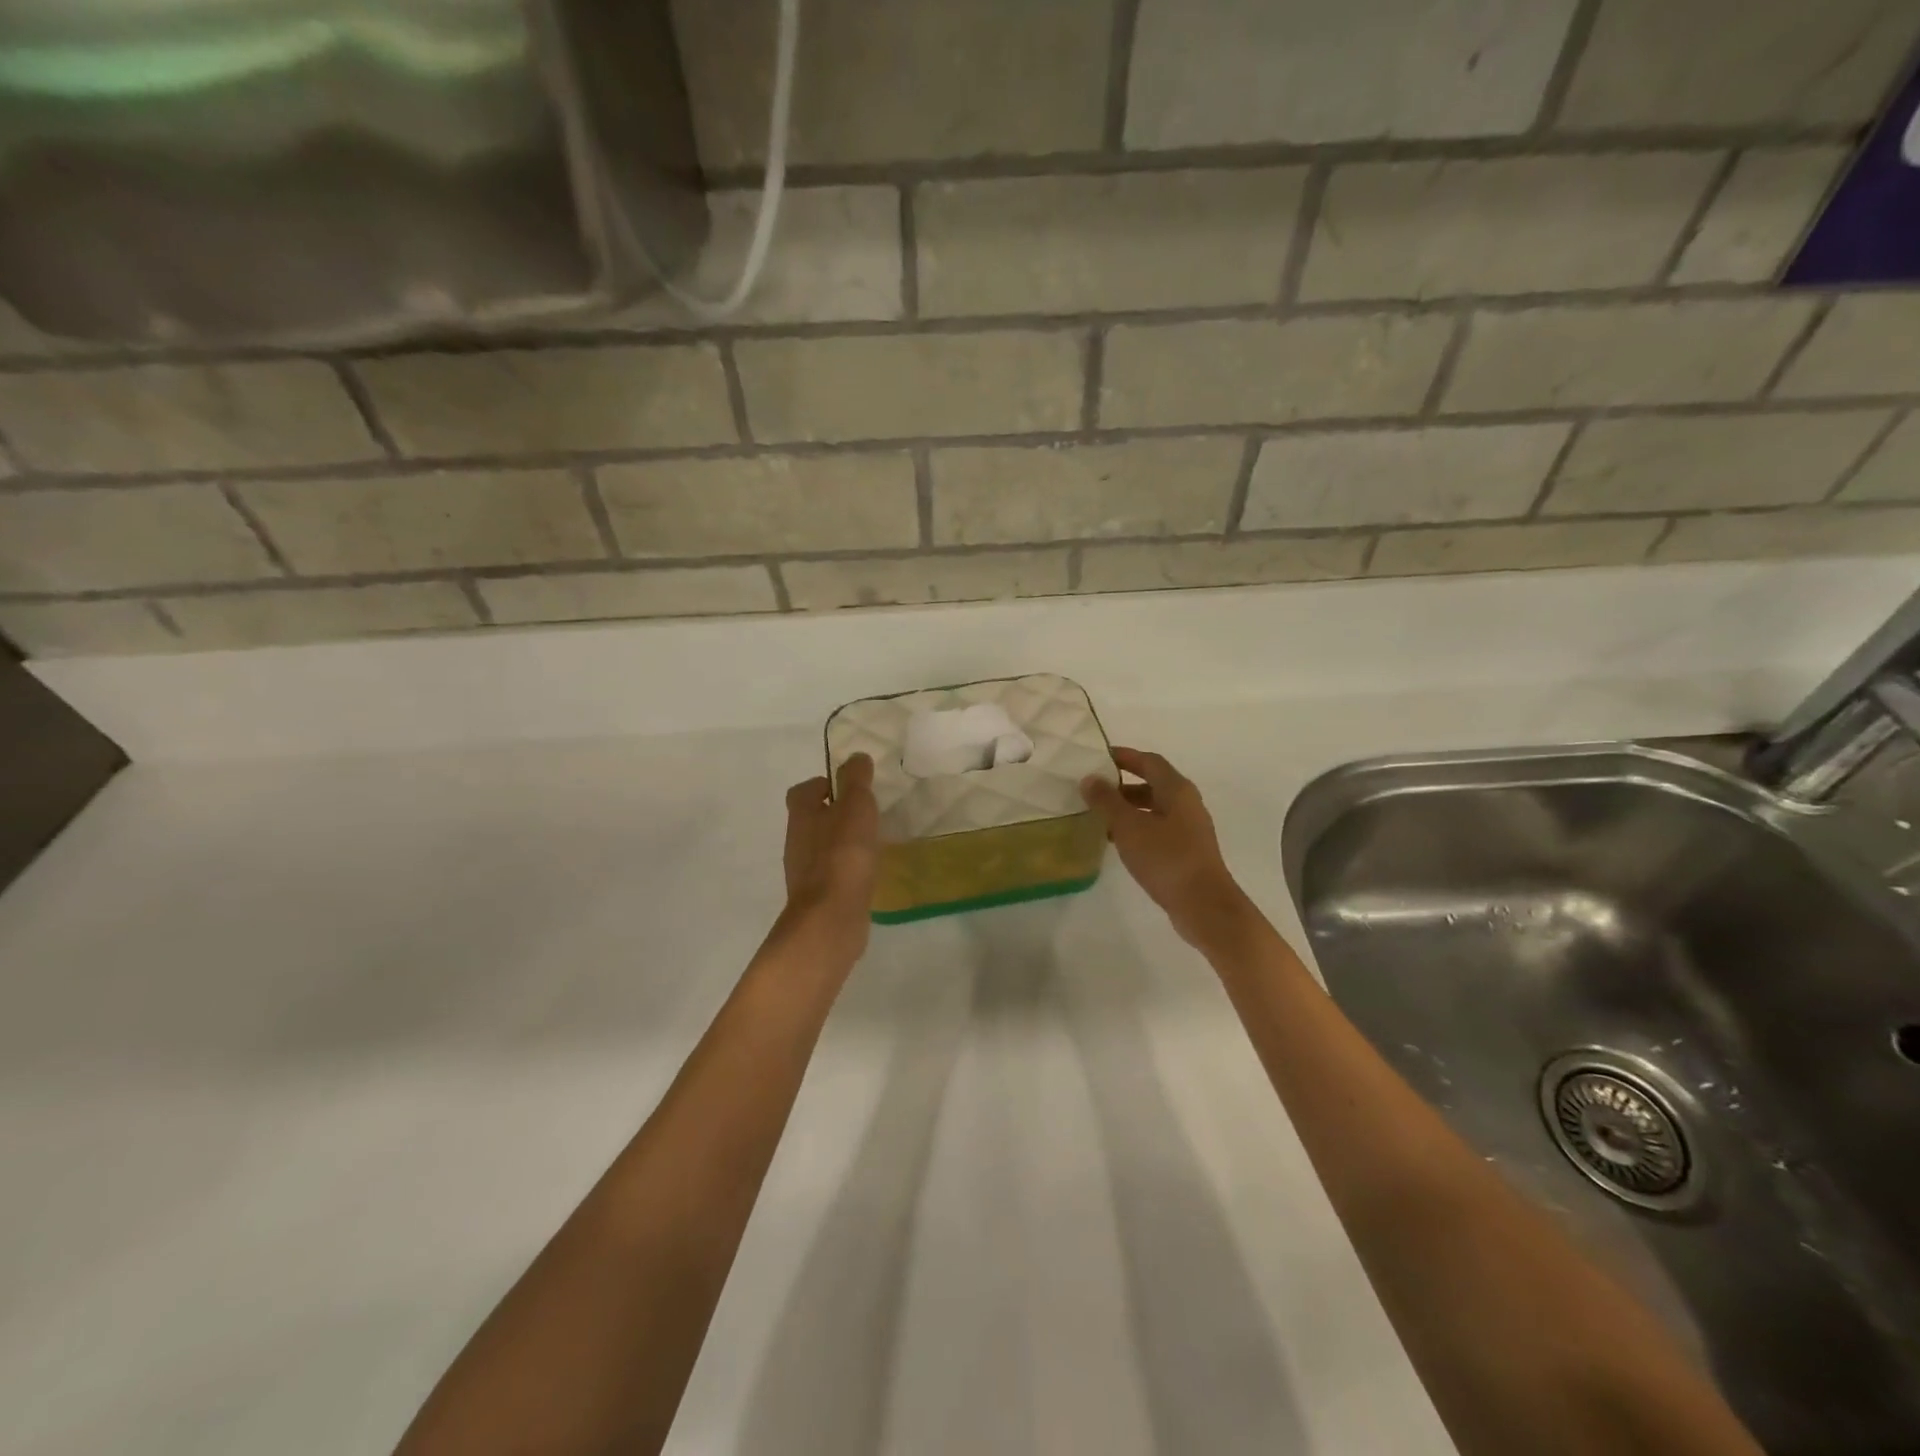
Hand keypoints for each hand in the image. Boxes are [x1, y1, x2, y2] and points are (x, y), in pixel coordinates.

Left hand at [783, 753, 880, 947]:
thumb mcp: (856, 807)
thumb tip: (856, 757)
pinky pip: (831, 874)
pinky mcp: (818, 897)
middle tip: (864, 814)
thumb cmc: (843, 855)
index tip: (847, 788)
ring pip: (820, 848)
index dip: (822, 785)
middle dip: (834, 814)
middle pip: (810, 819)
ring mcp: (804, 872)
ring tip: (870, 843)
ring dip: (840, 842)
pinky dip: (845, 869)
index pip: (802, 791)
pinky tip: (866, 873)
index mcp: (802, 815)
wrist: (831, 918)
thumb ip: (856, 780)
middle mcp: (796, 841)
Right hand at [1081, 747, 1251, 948]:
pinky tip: (1116, 841)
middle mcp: (1186, 803)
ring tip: (1098, 815)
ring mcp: (1188, 829)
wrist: (1203, 905)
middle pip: (1152, 784)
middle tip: (1093, 788)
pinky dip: (1136, 828)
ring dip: (1127, 808)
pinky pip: (1156, 829)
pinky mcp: (1185, 851)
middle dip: (1122, 784)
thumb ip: (1107, 801)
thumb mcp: (1129, 826)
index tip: (1097, 757)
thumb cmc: (1166, 858)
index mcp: (1176, 789)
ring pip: (1153, 808)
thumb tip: (1089, 778)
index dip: (1124, 756)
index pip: (1149, 761)